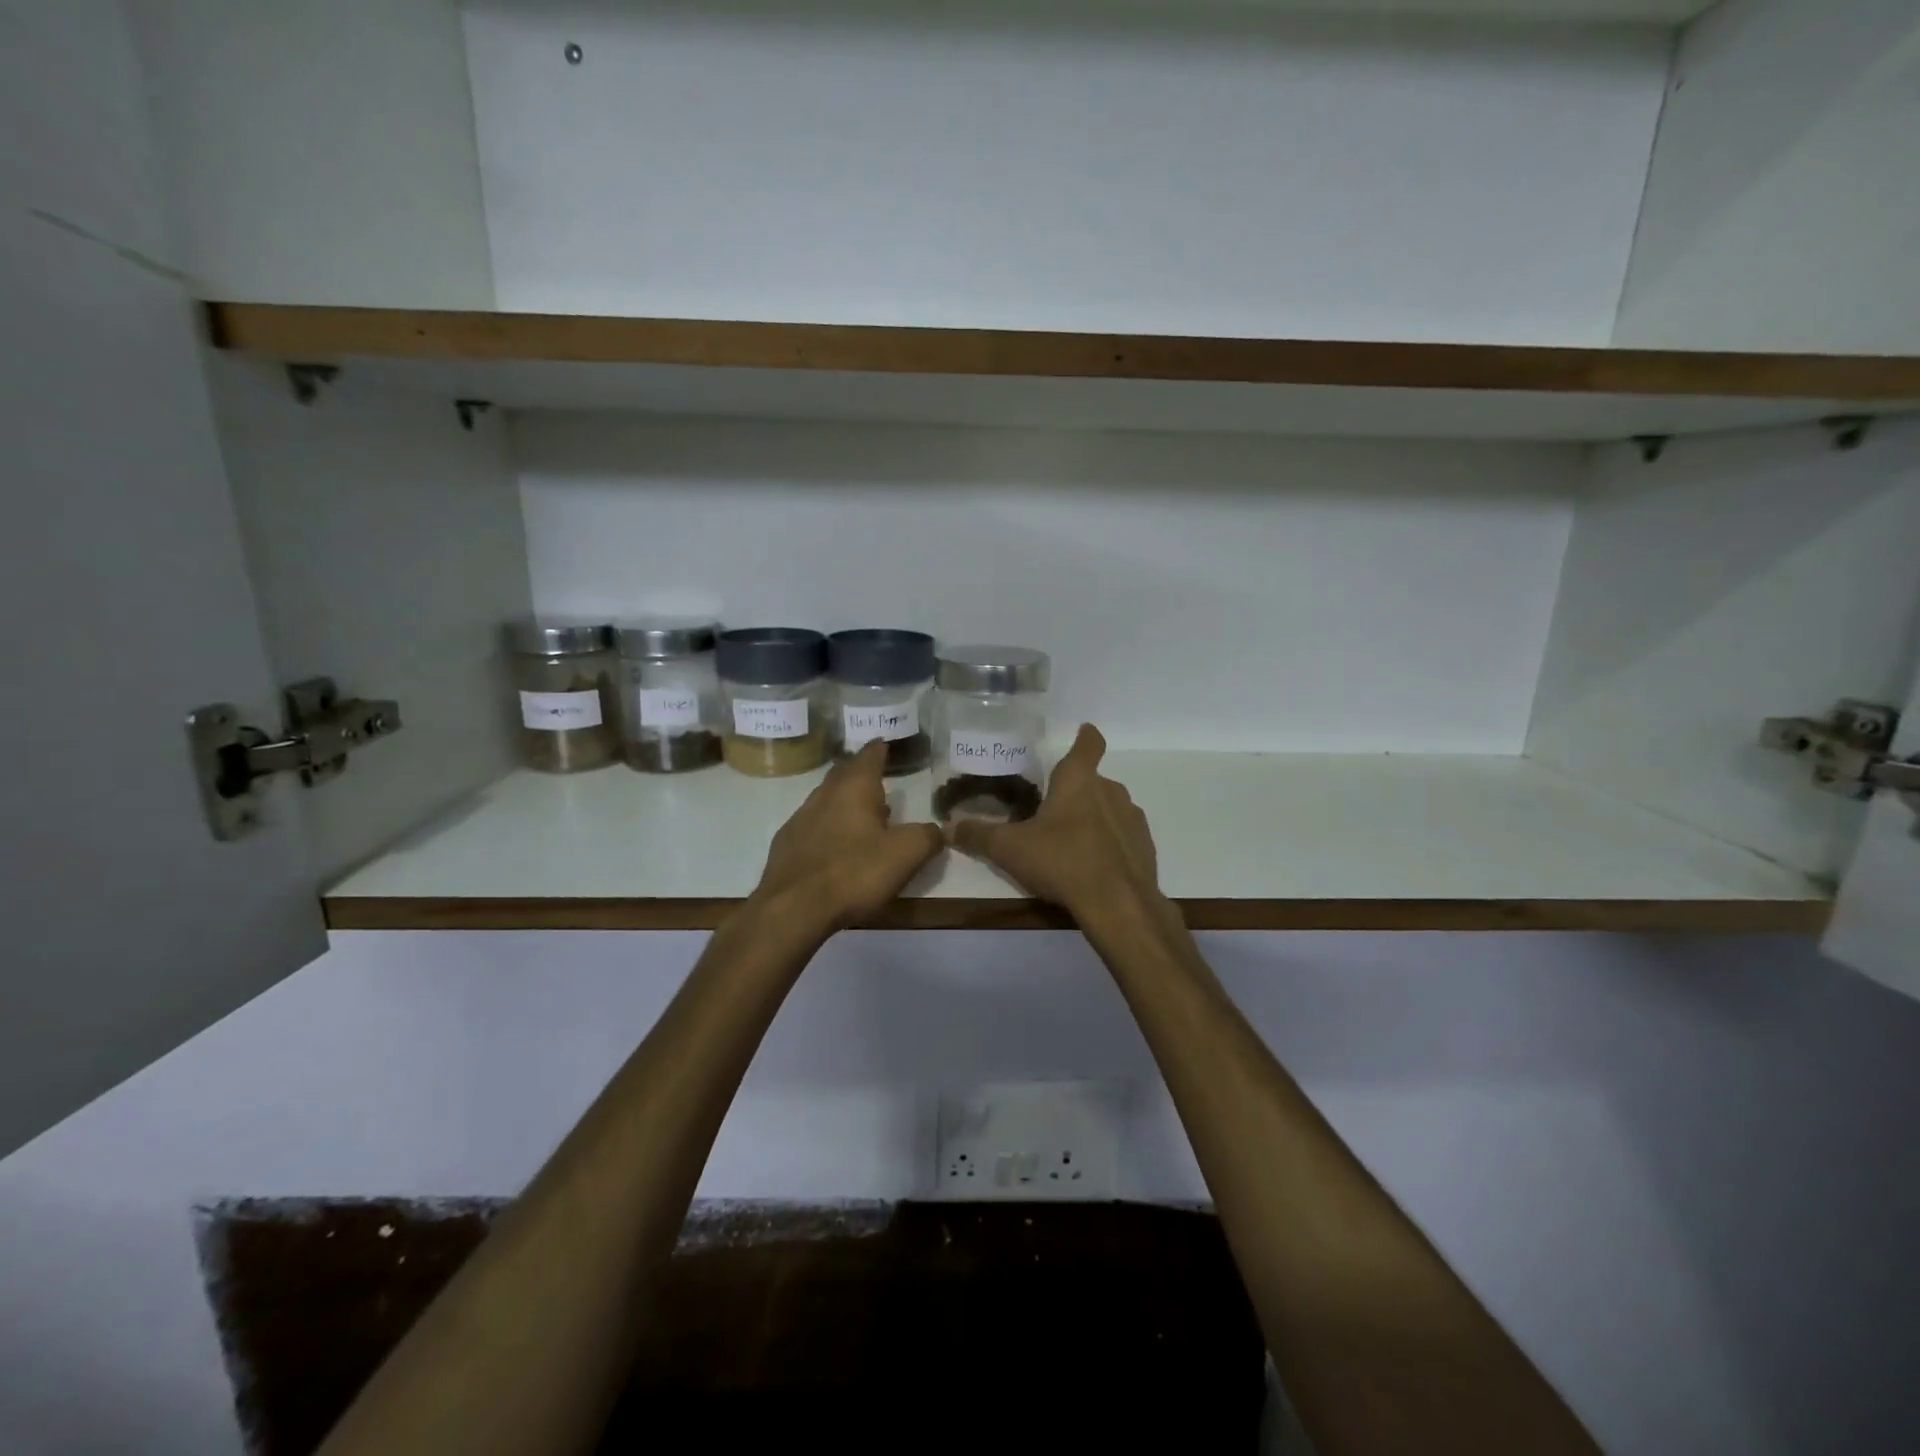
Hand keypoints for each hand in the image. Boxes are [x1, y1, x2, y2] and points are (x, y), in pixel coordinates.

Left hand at [750, 739, 944, 933]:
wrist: (792, 908)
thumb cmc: (854, 873)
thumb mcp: (905, 855)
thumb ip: (927, 837)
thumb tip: (939, 828)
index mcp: (855, 788)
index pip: (869, 757)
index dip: (879, 749)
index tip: (884, 742)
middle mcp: (824, 795)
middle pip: (843, 773)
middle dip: (859, 771)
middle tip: (874, 775)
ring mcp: (800, 819)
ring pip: (825, 799)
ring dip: (843, 800)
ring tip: (860, 812)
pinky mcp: (786, 845)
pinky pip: (811, 825)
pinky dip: (826, 825)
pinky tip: (833, 844)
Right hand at [947, 725, 1163, 925]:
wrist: (1118, 904)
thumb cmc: (1061, 861)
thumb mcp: (1010, 849)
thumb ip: (978, 836)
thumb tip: (948, 827)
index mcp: (1078, 781)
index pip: (1088, 744)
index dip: (1085, 736)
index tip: (1083, 732)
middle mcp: (1110, 791)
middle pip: (1095, 781)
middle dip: (1076, 792)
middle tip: (1053, 811)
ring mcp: (1132, 819)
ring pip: (1111, 809)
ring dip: (1095, 818)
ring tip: (1072, 842)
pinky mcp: (1145, 847)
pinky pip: (1124, 837)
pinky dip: (1111, 844)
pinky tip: (1094, 866)